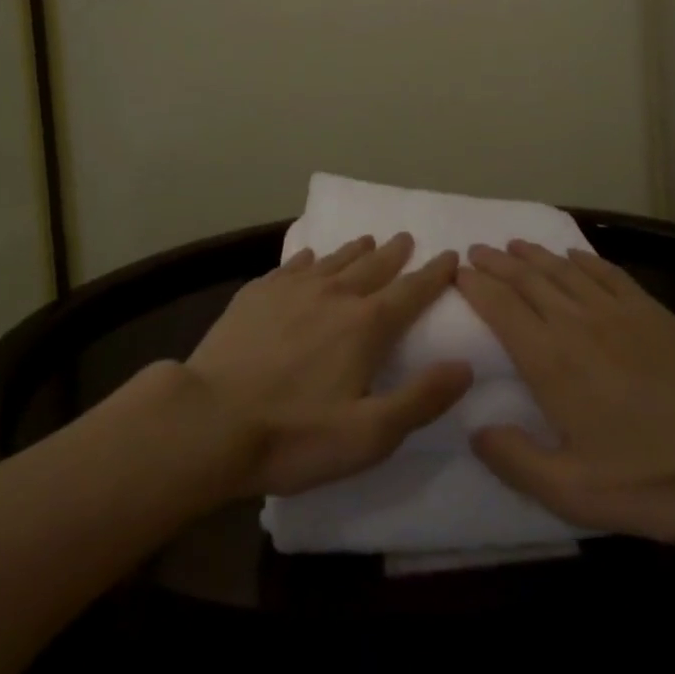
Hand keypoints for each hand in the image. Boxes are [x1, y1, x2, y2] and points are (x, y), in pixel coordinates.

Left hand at [183, 234, 472, 497]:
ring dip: (355, 250)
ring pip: (333, 260)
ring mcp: (292, 289)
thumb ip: (421, 398)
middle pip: (373, 266)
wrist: (209, 420)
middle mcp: (334, 294)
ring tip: (367, 240)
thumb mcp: (369, 435)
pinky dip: (309, 258)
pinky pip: (292, 266)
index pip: (411, 291)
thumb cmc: (294, 435)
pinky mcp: (257, 293)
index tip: (450, 255)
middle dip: (395, 253)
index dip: (434, 274)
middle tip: (407, 237)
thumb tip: (465, 365)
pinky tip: (309, 256)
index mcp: (366, 325)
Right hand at [455, 240, 674, 542]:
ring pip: (561, 269)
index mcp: (551, 361)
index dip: (476, 287)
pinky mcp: (648, 308)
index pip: (501, 308)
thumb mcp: (576, 493)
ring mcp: (614, 310)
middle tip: (475, 252)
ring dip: (532, 254)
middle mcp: (575, 322)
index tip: (457, 273)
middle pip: (526, 280)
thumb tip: (475, 430)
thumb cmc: (654, 478)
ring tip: (512, 246)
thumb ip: (517, 461)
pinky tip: (571, 255)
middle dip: (496, 264)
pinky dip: (580, 258)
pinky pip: (603, 271)